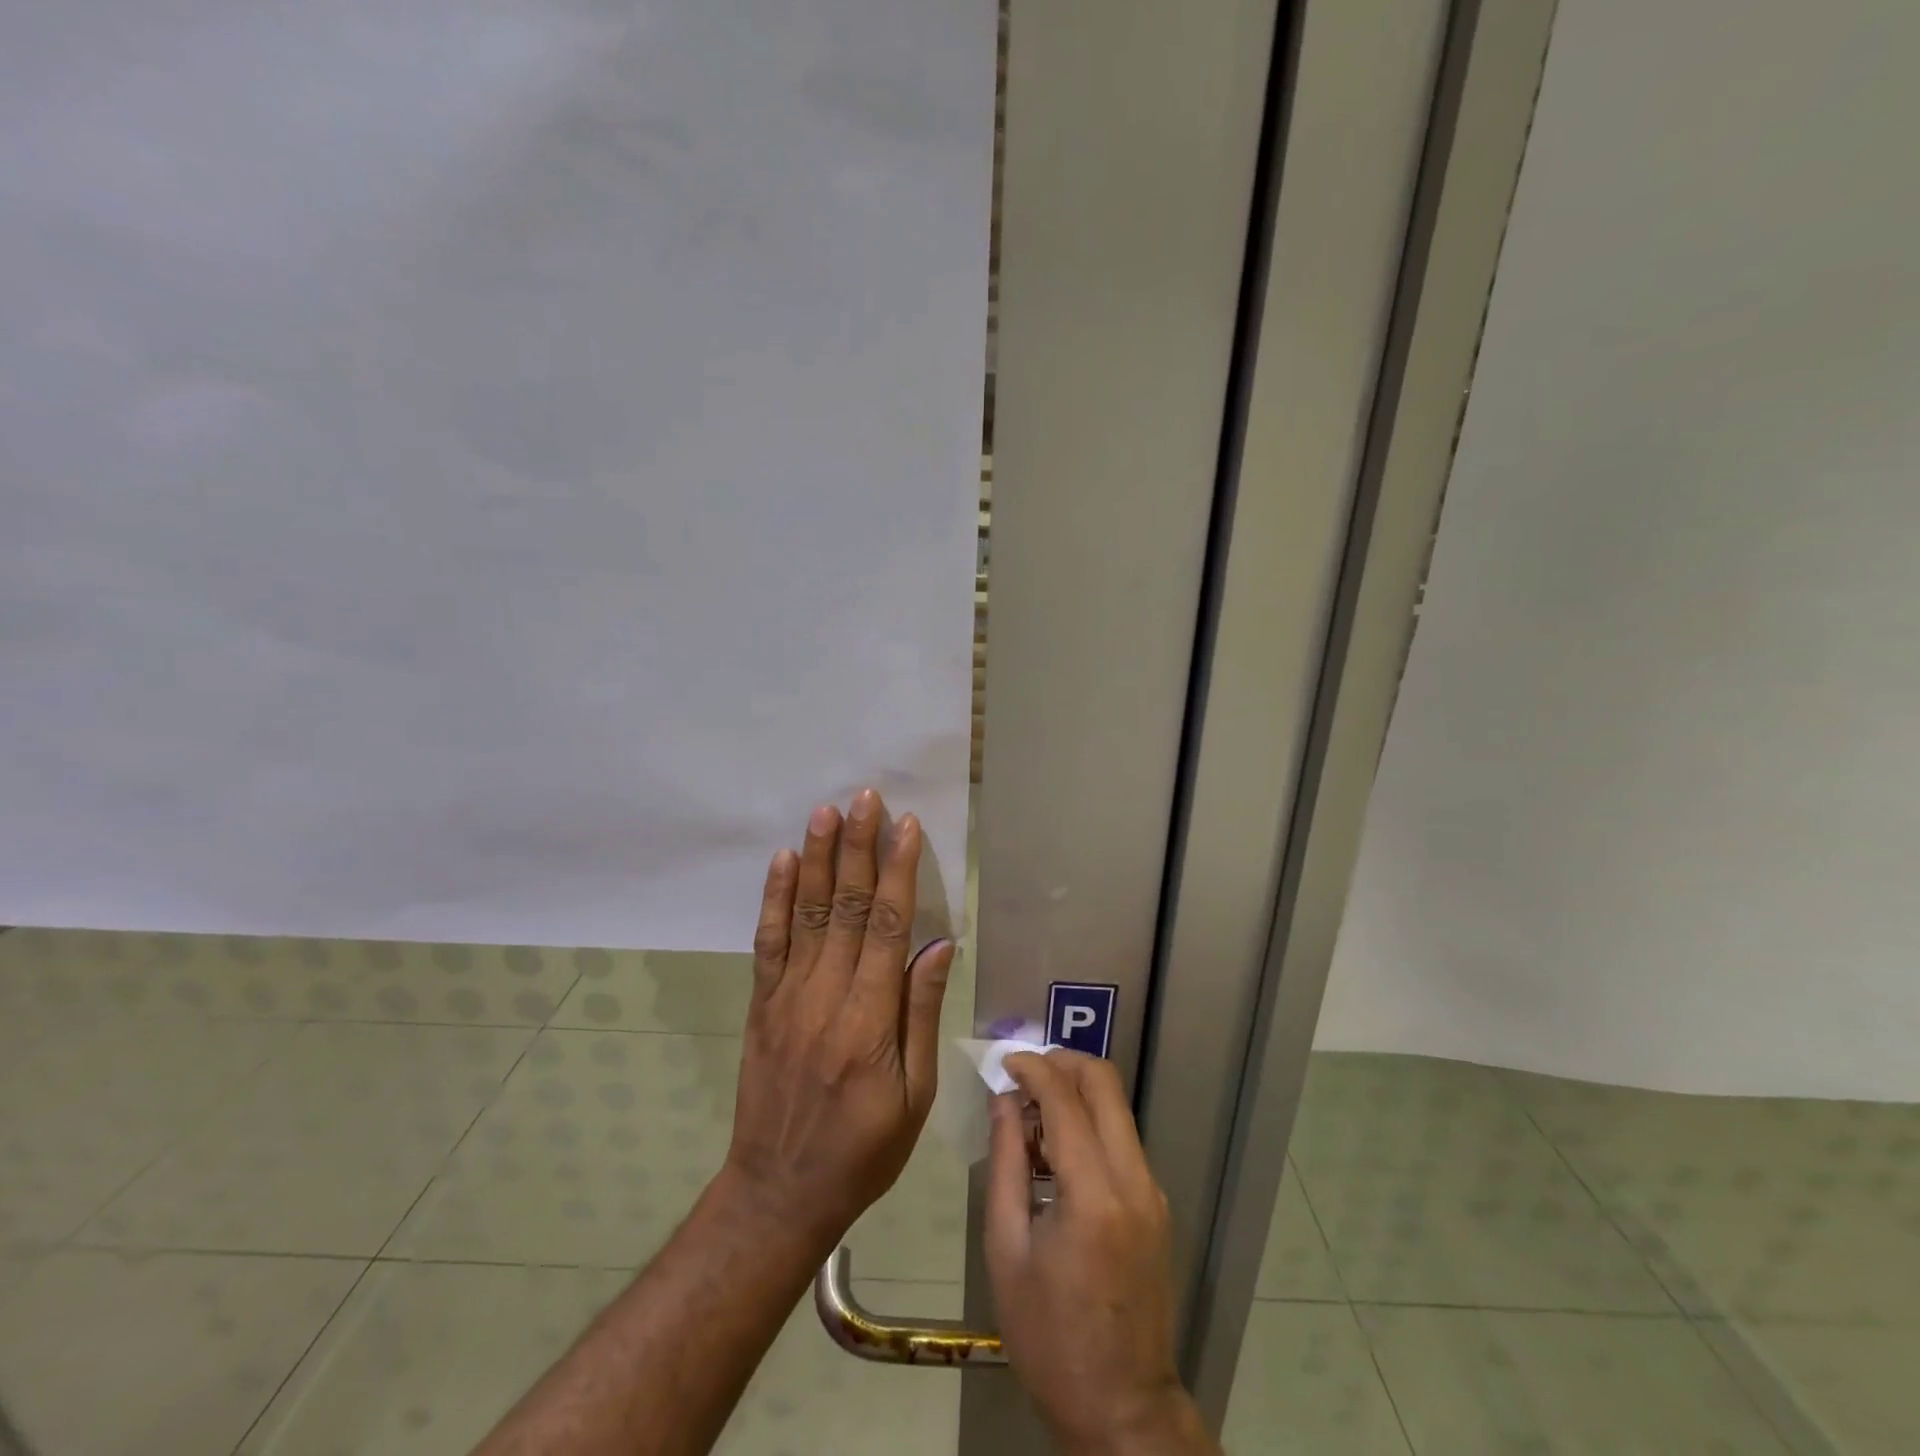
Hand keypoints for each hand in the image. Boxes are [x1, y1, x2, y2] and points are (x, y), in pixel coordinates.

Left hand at [722, 789, 954, 1248]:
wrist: (779, 1191)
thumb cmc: (864, 1149)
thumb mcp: (914, 1096)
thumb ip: (922, 1013)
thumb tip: (940, 946)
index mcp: (869, 1020)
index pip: (886, 927)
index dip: (897, 872)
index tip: (905, 827)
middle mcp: (825, 997)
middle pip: (844, 907)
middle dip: (856, 848)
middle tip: (863, 797)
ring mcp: (787, 998)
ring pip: (804, 914)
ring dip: (815, 859)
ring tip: (824, 812)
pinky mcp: (761, 1005)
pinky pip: (768, 942)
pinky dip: (774, 899)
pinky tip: (781, 862)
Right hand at [986, 1052, 1212, 1455]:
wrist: (1121, 1410)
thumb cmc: (1049, 1338)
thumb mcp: (1007, 1249)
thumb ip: (1006, 1162)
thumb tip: (1005, 1101)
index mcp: (1094, 1194)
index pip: (1065, 1099)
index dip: (1033, 1068)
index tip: (1004, 1062)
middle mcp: (1134, 1180)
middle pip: (1105, 1084)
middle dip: (1062, 1063)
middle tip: (1024, 1076)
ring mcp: (1153, 1192)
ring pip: (1117, 1107)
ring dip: (1076, 1093)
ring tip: (1032, 1117)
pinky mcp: (1157, 1205)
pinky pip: (1122, 1139)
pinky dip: (1090, 1123)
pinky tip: (1057, 1152)